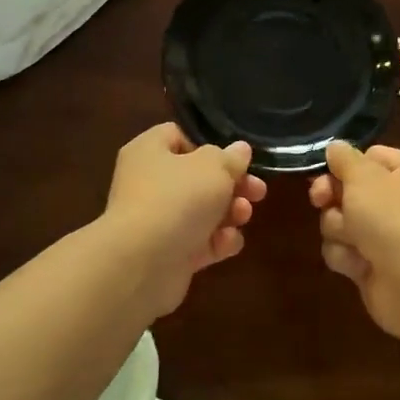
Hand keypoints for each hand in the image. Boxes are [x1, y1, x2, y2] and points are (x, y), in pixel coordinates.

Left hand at [103, 123, 267, 315]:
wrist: (142, 264)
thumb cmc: (177, 199)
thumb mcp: (214, 167)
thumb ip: (231, 157)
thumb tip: (239, 150)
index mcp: (150, 151)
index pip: (179, 136)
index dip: (210, 144)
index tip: (236, 157)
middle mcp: (149, 183)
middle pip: (198, 177)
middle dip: (232, 184)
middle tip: (258, 190)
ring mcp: (158, 221)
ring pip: (203, 211)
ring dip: (230, 213)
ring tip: (243, 215)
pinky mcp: (168, 255)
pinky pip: (200, 242)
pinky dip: (217, 242)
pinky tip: (227, 243)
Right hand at [309, 141, 399, 339]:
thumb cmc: (394, 219)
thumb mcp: (364, 177)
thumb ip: (344, 158)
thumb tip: (335, 147)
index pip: (370, 156)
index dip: (346, 164)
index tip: (326, 171)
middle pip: (349, 189)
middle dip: (333, 197)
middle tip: (321, 201)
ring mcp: (387, 235)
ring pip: (340, 221)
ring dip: (339, 230)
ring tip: (355, 241)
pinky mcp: (374, 265)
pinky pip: (344, 251)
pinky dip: (347, 257)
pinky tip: (360, 265)